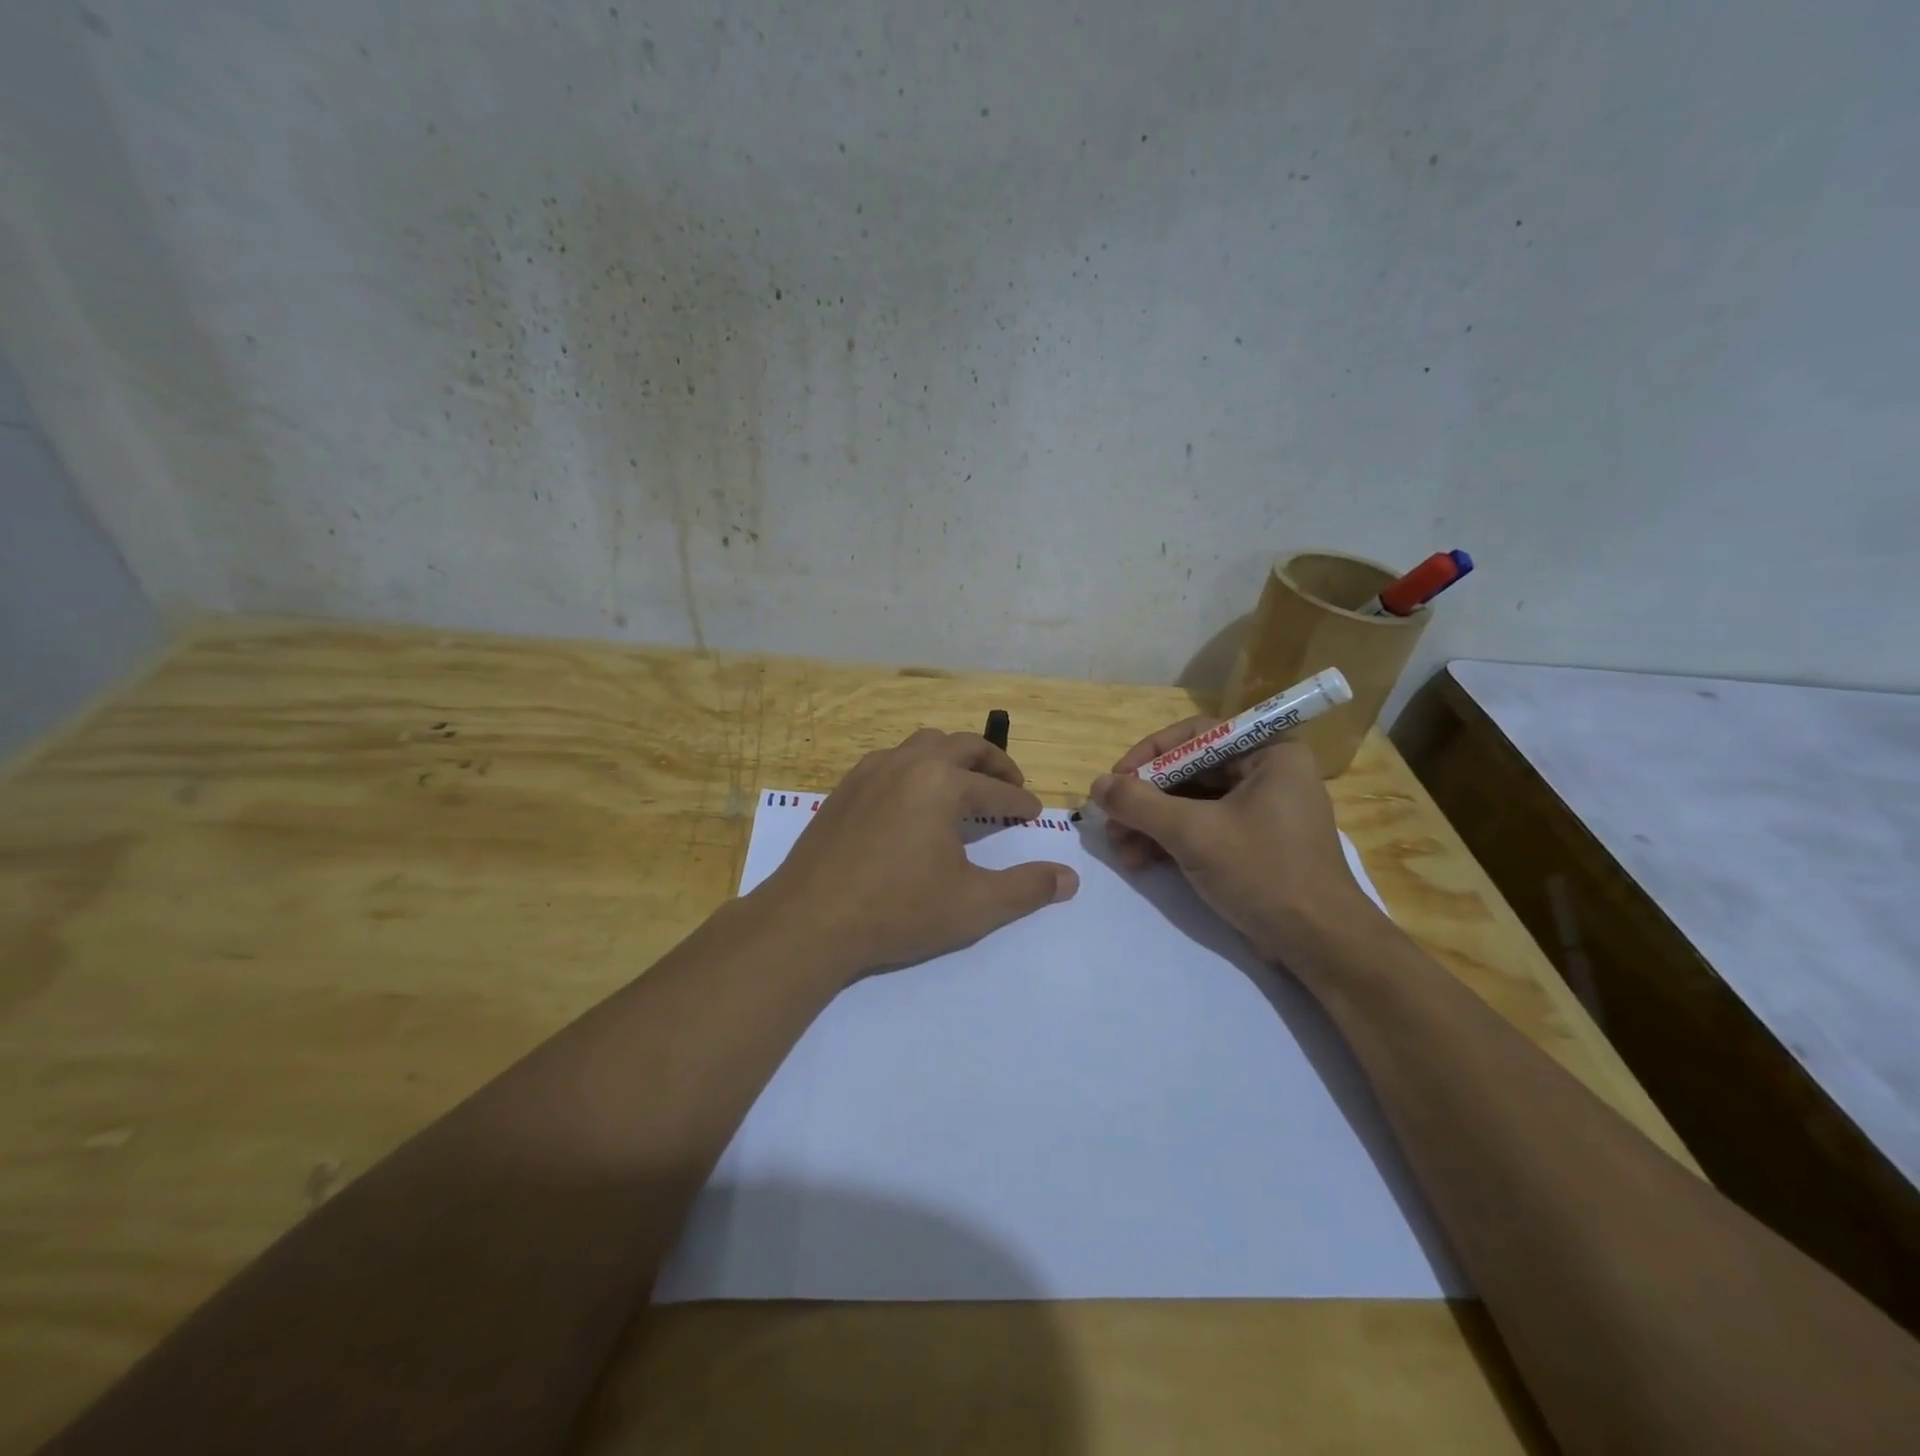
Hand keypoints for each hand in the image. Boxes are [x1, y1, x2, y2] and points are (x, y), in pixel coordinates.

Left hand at [757, 729, 1079, 979]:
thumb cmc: (897, 910)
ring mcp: (870, 771)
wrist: (810, 920)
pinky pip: (890, 760)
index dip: (1020, 800)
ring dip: (952, 757)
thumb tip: (1069, 878)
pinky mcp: (844, 788)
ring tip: (964, 783)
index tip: (1034, 812)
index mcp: (942, 783)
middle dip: (992, 762)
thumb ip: (1026, 889)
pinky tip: (913, 798)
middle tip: (1010, 783)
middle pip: (962, 745)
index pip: (996, 788)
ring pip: (922, 744)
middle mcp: (907, 763)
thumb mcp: (973, 905)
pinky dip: (915, 767)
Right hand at [1090, 718, 1380, 963]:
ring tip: (1120, 850)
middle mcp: (1268, 774)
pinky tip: (1140, 861)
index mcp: (1270, 754)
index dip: (1149, 755)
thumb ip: (1140, 804)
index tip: (1115, 781)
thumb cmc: (1263, 873)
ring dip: (1151, 824)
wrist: (1320, 945)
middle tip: (1111, 823)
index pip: (1196, 736)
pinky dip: (1170, 842)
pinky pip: (1203, 829)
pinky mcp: (1253, 844)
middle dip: (1146, 800)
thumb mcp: (1194, 834)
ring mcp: (1261, 812)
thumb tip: (1097, 785)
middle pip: (1190, 773)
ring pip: (1192, 804)